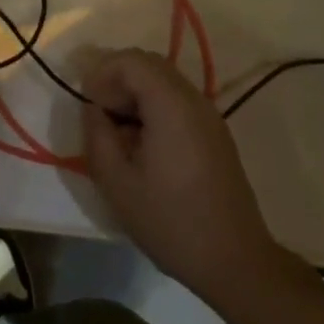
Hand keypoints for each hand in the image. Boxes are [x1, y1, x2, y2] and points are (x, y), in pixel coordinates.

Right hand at [82, 49, 279, 302]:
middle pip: (148, 65)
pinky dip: (153, 107)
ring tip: (117, 131)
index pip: (131, 60)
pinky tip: (143, 144)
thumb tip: (94, 109)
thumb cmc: (172, 222)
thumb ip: (97, 135)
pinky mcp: (215, 133)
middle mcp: (193, 99)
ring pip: (163, 81)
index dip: (102, 72)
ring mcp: (209, 115)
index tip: (87, 103)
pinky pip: (177, 100)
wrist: (236, 262)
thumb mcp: (117, 183)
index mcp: (170, 104)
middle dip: (117, 80)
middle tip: (99, 114)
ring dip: (135, 94)